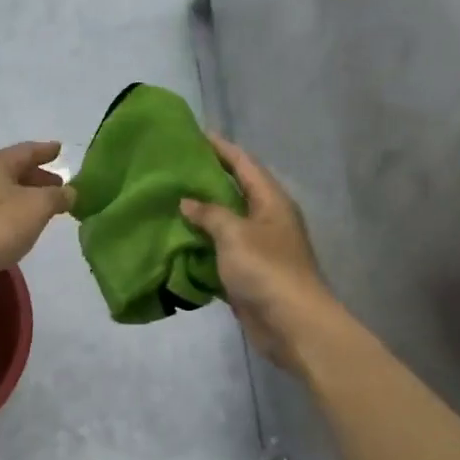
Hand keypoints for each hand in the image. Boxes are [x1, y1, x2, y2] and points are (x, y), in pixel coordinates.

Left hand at [0, 141, 74, 294]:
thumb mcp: (36, 206)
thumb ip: (57, 196)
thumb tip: (70, 192)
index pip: (27, 150)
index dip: (46, 150)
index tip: (60, 149)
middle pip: (14, 171)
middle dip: (38, 176)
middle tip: (59, 185)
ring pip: (6, 192)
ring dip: (27, 196)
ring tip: (46, 207)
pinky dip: (14, 212)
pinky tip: (23, 226)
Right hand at [181, 135, 341, 369]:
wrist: (292, 324)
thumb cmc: (267, 270)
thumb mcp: (235, 234)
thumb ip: (210, 214)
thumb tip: (188, 202)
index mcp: (271, 201)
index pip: (244, 164)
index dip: (221, 148)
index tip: (195, 134)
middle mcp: (266, 220)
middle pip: (234, 191)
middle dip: (206, 180)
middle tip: (173, 169)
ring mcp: (257, 248)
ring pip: (224, 223)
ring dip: (199, 215)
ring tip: (167, 202)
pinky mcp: (246, 274)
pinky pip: (219, 252)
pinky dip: (199, 247)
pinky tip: (175, 242)